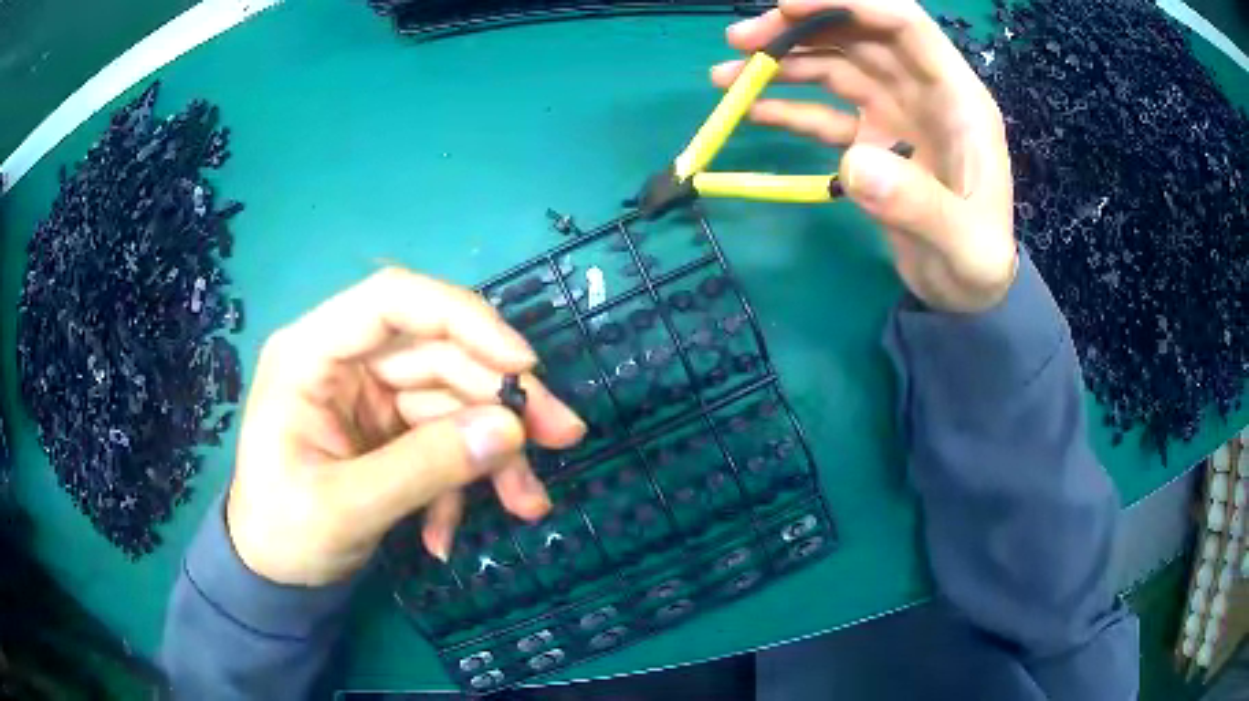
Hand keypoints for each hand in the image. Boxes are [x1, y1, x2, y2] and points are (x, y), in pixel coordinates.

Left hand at [226, 268, 584, 585]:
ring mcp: (370, 395)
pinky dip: (460, 482)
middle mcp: (345, 361)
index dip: (464, 319)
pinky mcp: (389, 429)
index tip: (523, 365)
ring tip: (528, 503)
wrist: (275, 576)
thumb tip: (509, 430)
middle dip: (501, 397)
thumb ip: (425, 468)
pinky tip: (445, 533)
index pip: (393, 300)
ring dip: (494, 452)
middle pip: (440, 352)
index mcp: (311, 353)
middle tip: (560, 436)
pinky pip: (443, 439)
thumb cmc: (284, 534)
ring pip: (453, 399)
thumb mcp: (347, 507)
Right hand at [712, 0, 1016, 312]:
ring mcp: (895, 115)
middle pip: (858, 36)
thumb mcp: (965, 246)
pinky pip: (827, 112)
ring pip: (835, 67)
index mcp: (957, 98)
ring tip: (728, 75)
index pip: (902, 24)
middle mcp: (922, 93)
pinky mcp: (873, 142)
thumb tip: (855, 163)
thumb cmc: (980, 266)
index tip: (786, 5)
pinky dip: (790, 107)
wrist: (969, 294)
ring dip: (784, 63)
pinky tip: (754, 111)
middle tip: (739, 42)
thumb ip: (920, 205)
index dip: (847, 3)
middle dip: (799, 28)